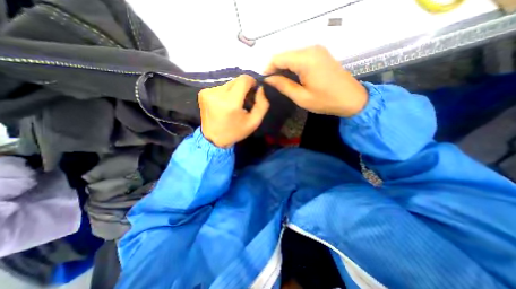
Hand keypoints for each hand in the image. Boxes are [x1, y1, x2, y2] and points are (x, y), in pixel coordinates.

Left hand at [198, 74, 270, 147]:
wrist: (213, 139)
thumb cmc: (235, 132)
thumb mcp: (254, 122)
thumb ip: (262, 104)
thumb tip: (260, 88)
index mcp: (230, 102)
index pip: (244, 79)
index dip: (251, 83)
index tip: (253, 92)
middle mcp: (217, 93)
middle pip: (236, 81)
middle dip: (243, 88)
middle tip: (245, 101)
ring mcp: (207, 92)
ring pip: (228, 83)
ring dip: (234, 91)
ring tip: (234, 104)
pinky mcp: (203, 93)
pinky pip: (220, 87)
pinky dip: (225, 93)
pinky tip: (225, 104)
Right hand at [264, 45, 368, 116]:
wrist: (352, 99)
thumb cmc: (325, 101)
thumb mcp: (301, 97)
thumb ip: (283, 86)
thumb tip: (269, 79)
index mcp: (305, 59)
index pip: (278, 58)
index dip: (268, 69)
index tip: (265, 82)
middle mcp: (311, 49)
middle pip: (284, 55)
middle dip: (276, 69)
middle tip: (272, 85)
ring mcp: (317, 50)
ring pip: (291, 56)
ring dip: (284, 68)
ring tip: (281, 83)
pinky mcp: (320, 54)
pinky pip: (300, 57)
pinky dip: (293, 66)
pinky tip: (292, 78)